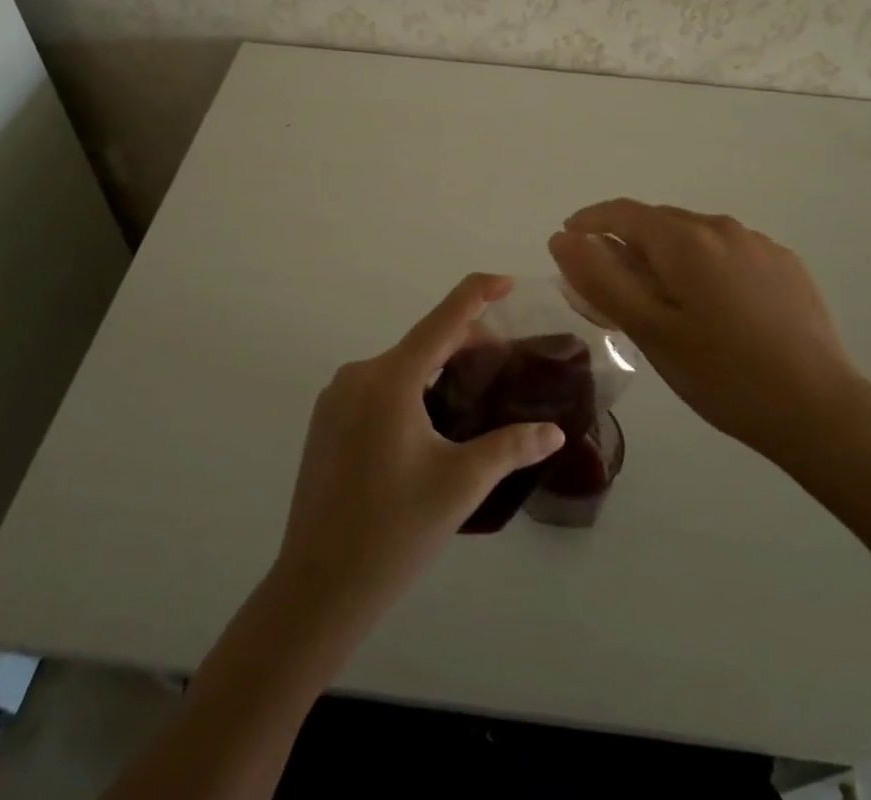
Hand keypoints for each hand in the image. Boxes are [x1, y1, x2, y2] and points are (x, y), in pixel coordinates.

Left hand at [273, 273, 565, 627]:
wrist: (317, 589)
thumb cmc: (394, 532)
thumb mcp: (460, 485)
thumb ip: (510, 448)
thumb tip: (554, 432)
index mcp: (391, 379)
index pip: (444, 319)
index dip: (477, 293)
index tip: (506, 281)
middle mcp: (359, 374)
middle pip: (423, 343)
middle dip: (465, 345)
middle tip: (504, 365)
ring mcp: (337, 397)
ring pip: (400, 367)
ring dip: (437, 370)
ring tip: (471, 397)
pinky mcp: (326, 421)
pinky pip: (378, 388)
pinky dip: (409, 389)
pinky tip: (428, 423)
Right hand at [549, 200, 870, 468]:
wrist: (821, 411)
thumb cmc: (723, 375)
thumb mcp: (650, 331)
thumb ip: (602, 279)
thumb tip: (563, 238)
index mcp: (685, 240)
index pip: (624, 212)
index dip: (591, 221)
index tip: (568, 239)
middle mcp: (722, 228)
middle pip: (660, 222)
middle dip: (628, 242)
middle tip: (611, 283)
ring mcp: (759, 245)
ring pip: (696, 237)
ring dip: (668, 254)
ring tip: (662, 298)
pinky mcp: (786, 265)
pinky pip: (729, 252)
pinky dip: (705, 265)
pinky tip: (714, 307)